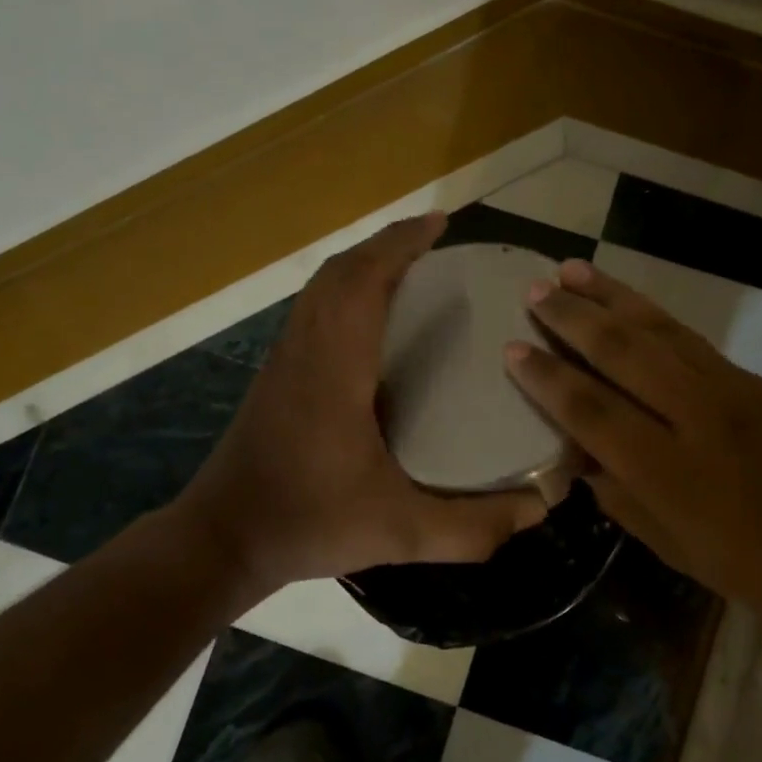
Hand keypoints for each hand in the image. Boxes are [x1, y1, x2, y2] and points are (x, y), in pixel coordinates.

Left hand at [177, 213, 547, 592]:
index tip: (439, 223)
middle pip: (340, 271)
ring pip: (320, 287)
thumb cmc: (309, 522)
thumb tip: (539, 509)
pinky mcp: (275, 373)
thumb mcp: (399, 531)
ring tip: (407, 266)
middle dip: (386, 244)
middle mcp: (306, 348)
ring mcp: (284, 358)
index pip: (364, 281)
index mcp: (335, 367)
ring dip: (362, 263)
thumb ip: (472, 526)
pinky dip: (342, 288)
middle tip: (432, 242)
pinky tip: (369, 315)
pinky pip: (311, 307)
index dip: (400, 243)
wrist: (223, 537)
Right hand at [504, 259, 761, 636]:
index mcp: (669, 473)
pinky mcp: (755, 380)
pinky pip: (690, 339)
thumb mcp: (682, 553)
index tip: (512, 349)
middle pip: (621, 353)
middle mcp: (695, 417)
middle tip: (534, 291)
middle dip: (572, 318)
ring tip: (571, 270)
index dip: (547, 379)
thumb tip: (581, 462)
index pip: (591, 411)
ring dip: (610, 297)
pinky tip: (630, 301)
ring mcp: (730, 390)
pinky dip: (652, 314)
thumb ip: (624, 503)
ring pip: (657, 330)